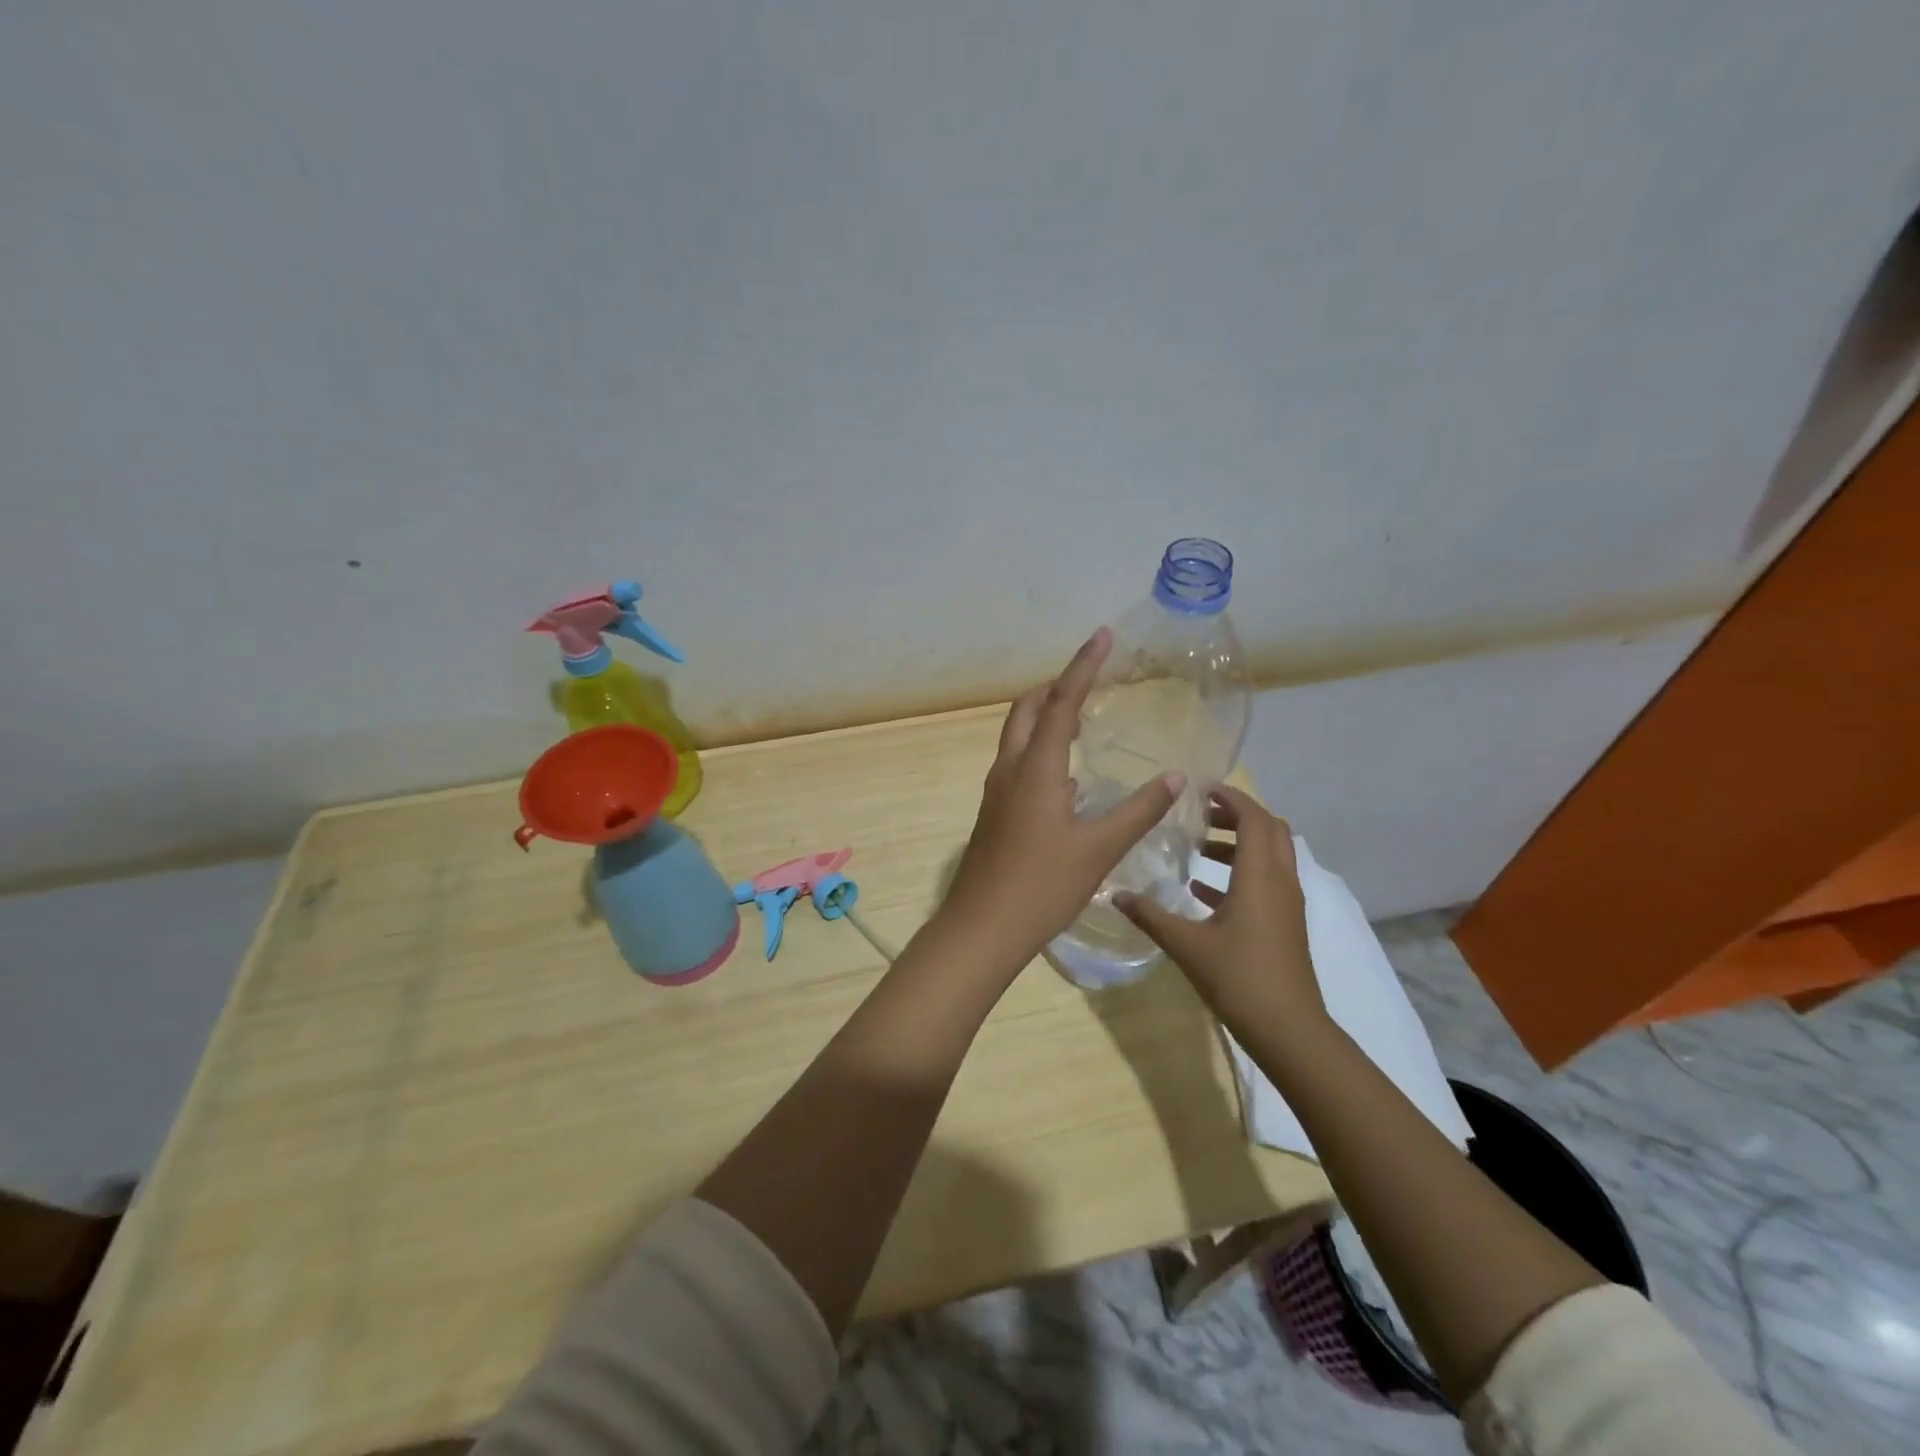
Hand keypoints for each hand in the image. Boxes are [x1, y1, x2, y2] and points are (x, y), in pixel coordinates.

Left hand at [939, 628, 1183, 975]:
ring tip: (1082, 720)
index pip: (1061, 702)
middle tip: (1089, 681)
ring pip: (1017, 736)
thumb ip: (1138, 810)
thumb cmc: (1042, 886)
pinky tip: (1067, 778)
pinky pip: (1017, 763)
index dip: (1083, 666)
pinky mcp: (994, 812)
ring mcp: (997, 791)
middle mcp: (1010, 769)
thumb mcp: (1099, 849)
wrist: (982, 928)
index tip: (1102, 636)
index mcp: (1036, 768)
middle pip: (1027, 710)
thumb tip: (1175, 776)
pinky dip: (1040, 750)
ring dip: (1045, 717)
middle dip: (1055, 687)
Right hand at [1116, 786, 1326, 1035]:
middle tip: (1200, 815)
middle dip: (1237, 816)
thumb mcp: (1186, 944)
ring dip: (1238, 844)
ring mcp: (1287, 904)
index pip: (1254, 818)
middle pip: (1270, 829)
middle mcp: (1280, 881)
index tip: (1200, 790)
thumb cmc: (1239, 978)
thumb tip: (1115, 895)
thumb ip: (1150, 915)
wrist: (1289, 1030)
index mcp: (1259, 875)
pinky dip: (1241, 873)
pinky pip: (1267, 882)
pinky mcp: (1286, 924)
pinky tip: (1203, 892)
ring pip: (1270, 855)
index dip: (1231, 798)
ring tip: (1197, 850)